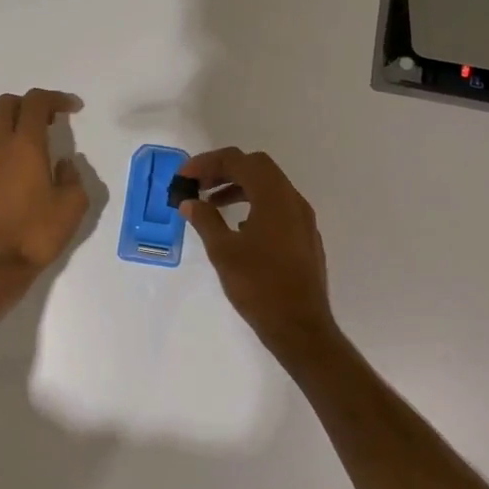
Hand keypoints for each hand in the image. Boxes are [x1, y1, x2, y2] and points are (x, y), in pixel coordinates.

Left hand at [0, 89, 88, 278]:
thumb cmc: (37, 234)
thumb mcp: (73, 206)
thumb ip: (73, 176)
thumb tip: (63, 165)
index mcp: (26, 144)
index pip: (37, 101)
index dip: (56, 98)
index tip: (72, 109)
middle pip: (7, 103)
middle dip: (29, 105)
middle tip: (47, 123)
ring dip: (4, 121)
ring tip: (20, 140)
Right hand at [177, 147, 339, 366]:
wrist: (301, 327)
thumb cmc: (259, 286)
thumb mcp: (223, 251)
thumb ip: (205, 220)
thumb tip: (189, 202)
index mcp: (274, 197)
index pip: (238, 161)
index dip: (207, 163)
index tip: (184, 177)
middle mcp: (293, 200)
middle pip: (256, 167)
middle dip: (224, 170)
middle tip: (197, 185)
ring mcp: (302, 219)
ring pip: (268, 186)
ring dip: (238, 186)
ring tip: (211, 203)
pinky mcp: (304, 236)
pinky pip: (277, 206)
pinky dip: (254, 203)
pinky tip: (237, 227)